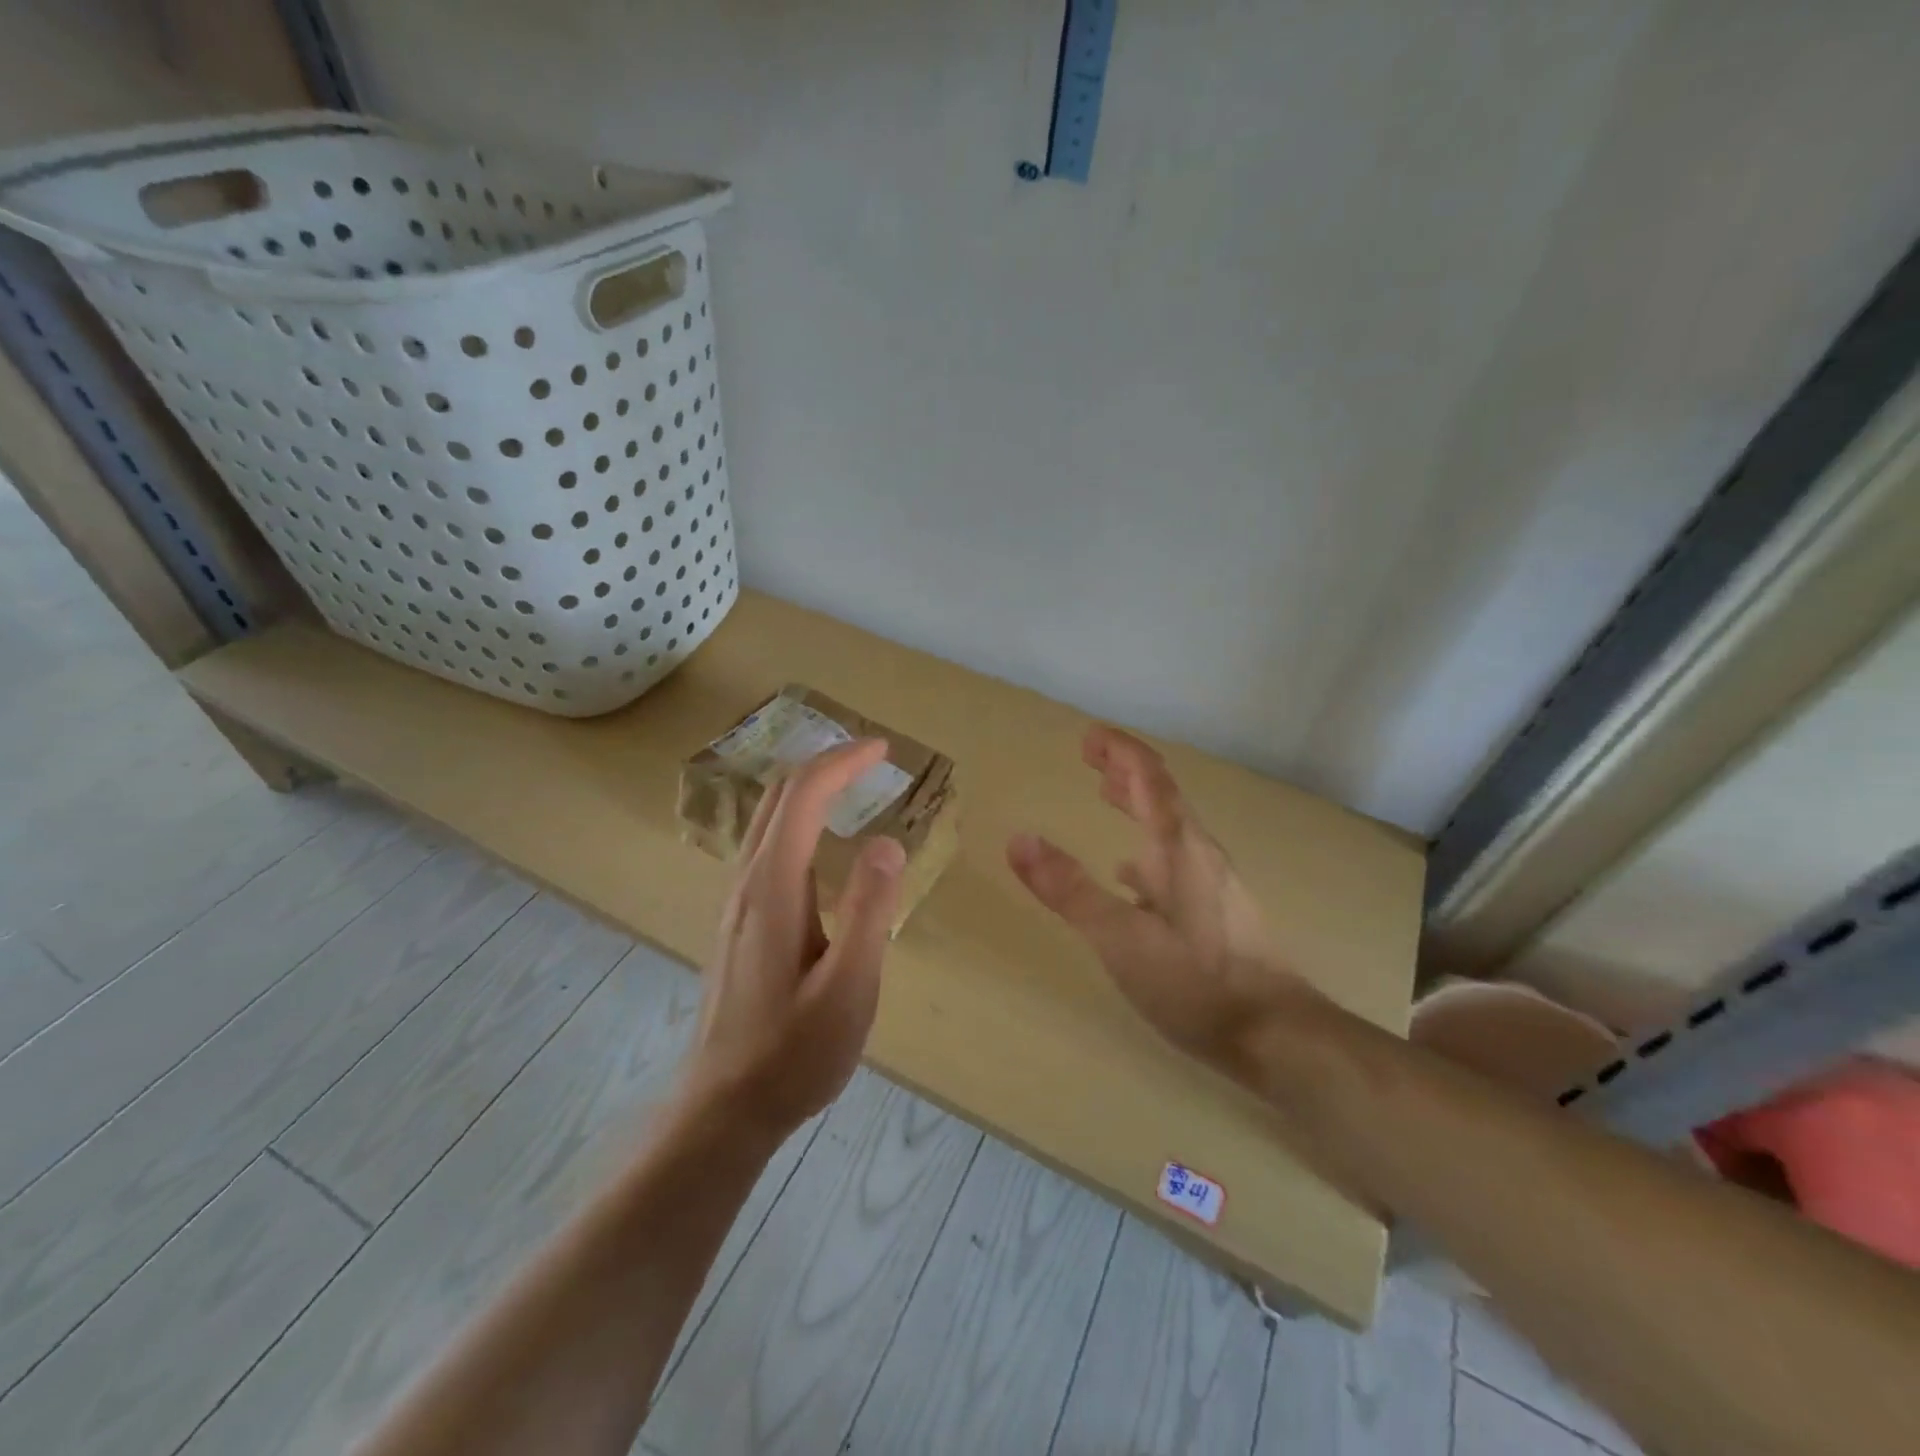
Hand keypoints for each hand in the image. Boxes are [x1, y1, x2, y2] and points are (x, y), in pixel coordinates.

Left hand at [680, 739, 905, 1141]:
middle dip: (824, 764)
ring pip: (767, 819)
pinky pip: (765, 845)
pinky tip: (820, 841)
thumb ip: (868, 911)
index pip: (803, 796)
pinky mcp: (738, 922)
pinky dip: (797, 818)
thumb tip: (886, 842)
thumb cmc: (794, 1052)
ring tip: (852, 786)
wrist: (724, 1108)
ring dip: (808, 789)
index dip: (842, 762)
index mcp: (774, 888)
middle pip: (777, 796)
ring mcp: (736, 902)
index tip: (883, 750)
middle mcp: (747, 882)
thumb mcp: (848, 987)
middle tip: (872, 759)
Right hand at [1007, 726, 1306, 1070]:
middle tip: (1091, 757)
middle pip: (1162, 796)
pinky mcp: (1221, 914)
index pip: (1149, 779)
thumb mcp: (1121, 939)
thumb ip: (1070, 890)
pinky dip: (1148, 851)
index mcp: (1177, 849)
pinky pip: (1177, 863)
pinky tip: (1132, 878)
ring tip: (1107, 796)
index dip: (1120, 751)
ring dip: (1137, 805)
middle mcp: (1200, 855)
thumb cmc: (1197, 982)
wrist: (1280, 1036)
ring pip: (1171, 828)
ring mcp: (1215, 884)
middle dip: (1126, 770)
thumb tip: (1019, 839)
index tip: (1089, 735)